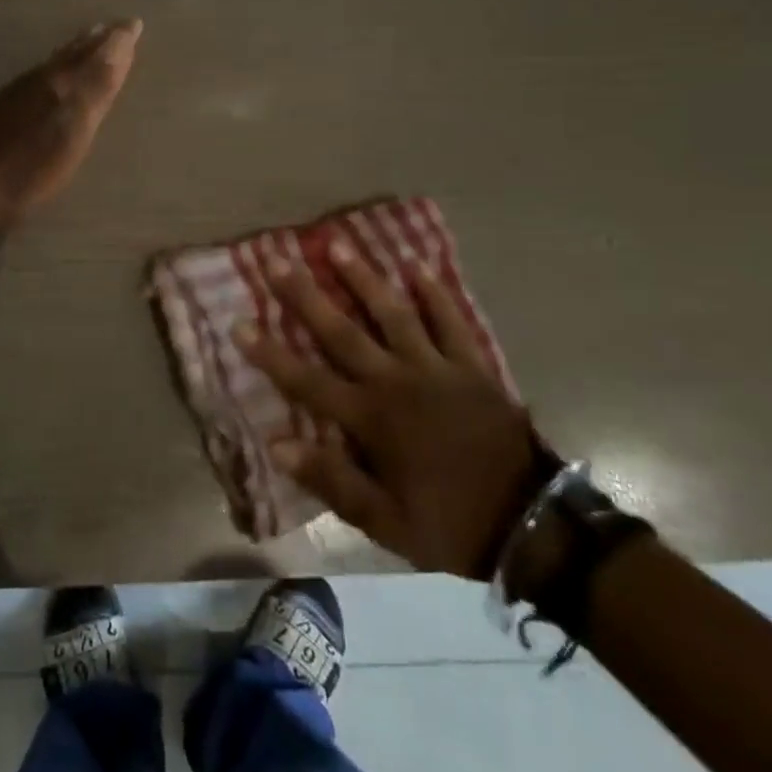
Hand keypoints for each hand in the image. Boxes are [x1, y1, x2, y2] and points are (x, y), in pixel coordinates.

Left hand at [0, 19, 141, 224]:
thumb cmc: (31, 163)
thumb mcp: (75, 124)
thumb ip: (98, 82)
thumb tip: (122, 36)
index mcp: (61, 80)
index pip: (96, 52)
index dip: (117, 39)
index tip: (134, 23)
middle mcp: (40, 80)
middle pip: (72, 54)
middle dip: (95, 41)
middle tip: (112, 28)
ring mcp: (19, 96)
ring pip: (55, 64)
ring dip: (74, 53)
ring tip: (87, 44)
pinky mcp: (4, 114)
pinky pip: (40, 78)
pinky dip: (56, 70)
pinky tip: (51, 80)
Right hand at [236, 245, 551, 579]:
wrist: (534, 527)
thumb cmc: (451, 523)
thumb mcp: (386, 522)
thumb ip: (332, 480)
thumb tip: (277, 444)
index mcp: (371, 419)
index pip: (307, 381)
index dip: (270, 353)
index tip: (238, 322)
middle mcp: (396, 381)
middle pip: (342, 332)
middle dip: (305, 296)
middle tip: (278, 260)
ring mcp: (436, 369)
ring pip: (393, 314)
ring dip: (363, 279)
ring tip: (338, 245)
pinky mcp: (471, 367)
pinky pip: (451, 323)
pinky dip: (435, 295)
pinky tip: (418, 268)